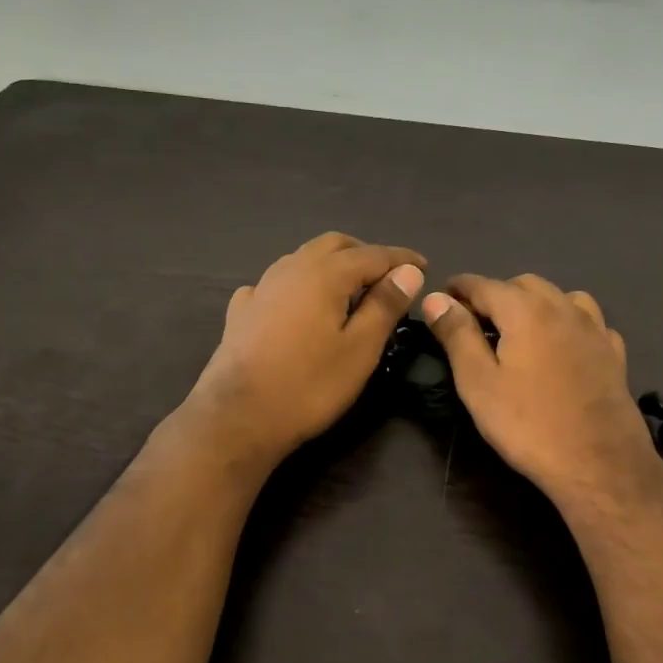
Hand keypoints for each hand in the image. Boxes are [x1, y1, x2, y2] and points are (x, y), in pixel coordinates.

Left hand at [184, 232, 425, 466]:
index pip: (373, 254)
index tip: (424, 266)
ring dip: (330, 264)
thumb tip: (408, 271)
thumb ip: (385, 305)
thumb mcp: (360, 349)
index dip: (401, 258)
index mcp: (325, 274)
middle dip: (364, 253)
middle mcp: (291, 268)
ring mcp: (261, 287)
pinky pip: (275, 283)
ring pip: (302, 259)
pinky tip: (297, 304)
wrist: (237, 417)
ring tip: (349, 289)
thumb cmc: (309, 385)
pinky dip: (297, 285)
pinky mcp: (241, 311)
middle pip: (334, 245)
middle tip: (387, 276)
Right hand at [422, 275, 662, 510]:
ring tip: (520, 329)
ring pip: (561, 297)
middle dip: (496, 294)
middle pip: (524, 284)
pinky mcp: (614, 353)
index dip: (458, 288)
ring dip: (535, 303)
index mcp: (525, 310)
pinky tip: (563, 345)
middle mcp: (563, 307)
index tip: (441, 297)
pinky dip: (568, 323)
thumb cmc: (529, 425)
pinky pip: (588, 322)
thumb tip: (435, 298)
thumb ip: (457, 335)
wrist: (600, 465)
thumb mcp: (479, 383)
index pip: (483, 284)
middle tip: (475, 321)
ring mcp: (595, 329)